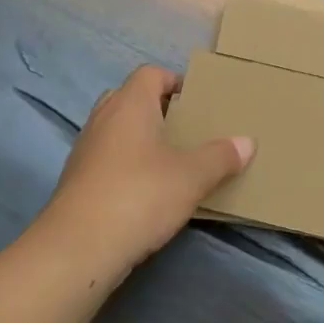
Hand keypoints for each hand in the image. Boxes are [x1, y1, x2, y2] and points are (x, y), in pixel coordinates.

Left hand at [41, 64, 252, 266]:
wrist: (78, 248)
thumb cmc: (140, 195)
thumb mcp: (192, 176)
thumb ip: (220, 156)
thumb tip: (246, 142)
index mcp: (130, 104)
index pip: (150, 73)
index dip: (174, 80)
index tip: (197, 101)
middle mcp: (103, 118)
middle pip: (130, 98)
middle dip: (157, 109)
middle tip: (185, 129)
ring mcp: (85, 150)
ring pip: (116, 130)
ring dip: (140, 139)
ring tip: (171, 160)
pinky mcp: (77, 181)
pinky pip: (107, 159)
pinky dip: (126, 165)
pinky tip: (147, 191)